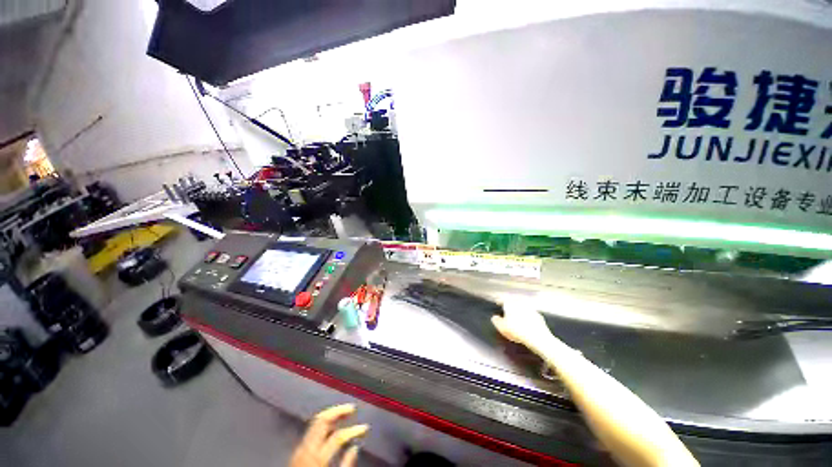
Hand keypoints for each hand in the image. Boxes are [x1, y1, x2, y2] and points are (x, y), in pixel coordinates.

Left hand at [289, 404, 368, 466]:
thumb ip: (345, 464)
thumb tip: (355, 447)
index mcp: (315, 453)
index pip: (338, 436)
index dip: (354, 430)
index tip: (365, 428)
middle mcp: (306, 446)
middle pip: (322, 420)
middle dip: (338, 411)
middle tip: (352, 408)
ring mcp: (300, 446)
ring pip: (316, 421)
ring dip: (331, 415)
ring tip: (343, 413)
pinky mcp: (298, 449)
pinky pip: (312, 429)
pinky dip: (324, 424)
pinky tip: (331, 426)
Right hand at [491, 299, 553, 352]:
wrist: (538, 337)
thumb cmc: (517, 330)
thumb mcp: (502, 327)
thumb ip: (496, 321)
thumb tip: (494, 317)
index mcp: (510, 303)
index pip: (503, 299)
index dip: (499, 300)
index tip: (497, 302)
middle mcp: (520, 303)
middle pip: (513, 300)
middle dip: (510, 303)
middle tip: (507, 308)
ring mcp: (530, 308)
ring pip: (522, 306)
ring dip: (519, 309)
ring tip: (516, 315)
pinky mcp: (539, 316)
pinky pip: (530, 313)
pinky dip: (527, 316)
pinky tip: (526, 322)